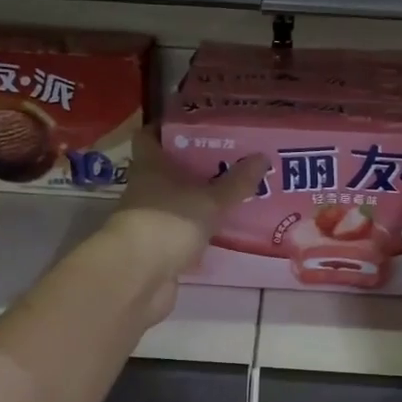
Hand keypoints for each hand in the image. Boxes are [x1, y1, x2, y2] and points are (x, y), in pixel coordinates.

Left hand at [100, 131, 269, 323]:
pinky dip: (199, 233)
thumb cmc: (169, 223)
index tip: (198, 124)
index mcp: (150, 166)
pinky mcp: (157, 251)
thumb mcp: (210, 200)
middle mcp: (145, 190)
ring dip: (199, 202)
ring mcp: (150, 222)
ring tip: (234, 195)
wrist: (138, 277)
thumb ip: (236, 182)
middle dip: (196, 167)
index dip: (168, 127)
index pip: (150, 136)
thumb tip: (262, 157)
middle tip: (231, 160)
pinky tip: (224, 232)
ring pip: (177, 204)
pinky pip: (182, 234)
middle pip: (168, 171)